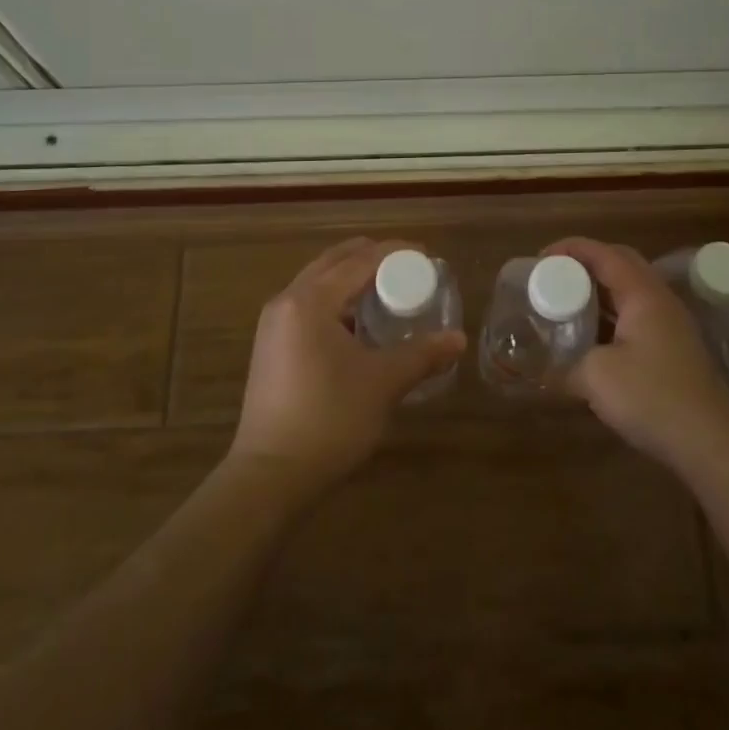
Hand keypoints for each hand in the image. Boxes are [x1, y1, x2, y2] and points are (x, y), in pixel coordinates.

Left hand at [229, 237, 466, 499]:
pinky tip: (359, 323)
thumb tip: (459, 339)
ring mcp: (273, 324)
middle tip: (409, 267)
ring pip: (318, 283)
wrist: (269, 476)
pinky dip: (336, 301)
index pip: (359, 260)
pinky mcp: (271, 346)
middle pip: (334, 262)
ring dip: (351, 279)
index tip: (426, 254)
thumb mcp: (382, 383)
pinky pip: (308, 305)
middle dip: (371, 258)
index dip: (394, 253)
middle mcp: (286, 301)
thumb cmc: (329, 420)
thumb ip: (422, 355)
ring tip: (388, 291)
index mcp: (310, 300)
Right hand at [544, 237, 728, 471]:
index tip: (539, 260)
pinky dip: (609, 316)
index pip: (603, 254)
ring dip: (597, 292)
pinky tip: (591, 338)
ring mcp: (670, 325)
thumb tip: (543, 371)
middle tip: (553, 278)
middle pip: (620, 264)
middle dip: (584, 264)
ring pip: (629, 291)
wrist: (712, 443)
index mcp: (642, 294)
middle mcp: (659, 300)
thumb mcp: (596, 378)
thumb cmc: (652, 397)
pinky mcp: (673, 349)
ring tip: (566, 304)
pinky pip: (635, 316)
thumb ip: (565, 366)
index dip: (570, 249)